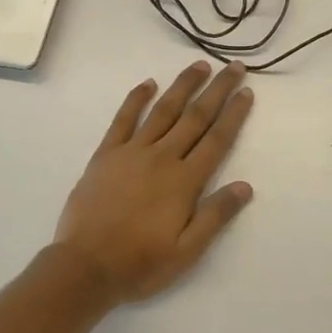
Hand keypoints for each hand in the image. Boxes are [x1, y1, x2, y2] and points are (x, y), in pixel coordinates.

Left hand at [53, 61, 255, 302]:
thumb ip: (216, 215)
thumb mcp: (187, 251)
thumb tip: (245, 186)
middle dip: (217, 89)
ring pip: (163, 110)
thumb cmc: (140, 263)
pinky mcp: (106, 154)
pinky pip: (123, 119)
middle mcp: (162, 157)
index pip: (216, 139)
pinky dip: (136, 99)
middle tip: (234, 66)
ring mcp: (132, 152)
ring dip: (183, 85)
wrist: (84, 267)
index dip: (234, 114)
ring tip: (200, 65)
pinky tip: (148, 83)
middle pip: (195, 116)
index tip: (247, 91)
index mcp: (184, 181)